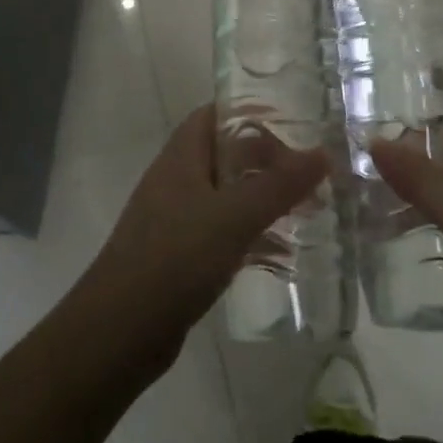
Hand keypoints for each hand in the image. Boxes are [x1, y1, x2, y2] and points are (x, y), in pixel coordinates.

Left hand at [77, 106, 328, 369]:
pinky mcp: (180, 255)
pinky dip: (251, 237)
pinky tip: (283, 257)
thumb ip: (280, 185)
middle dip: (268, 162)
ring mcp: (176, 218)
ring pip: (228, 196)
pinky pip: (223, 233)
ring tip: (309, 213)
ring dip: (264, 201)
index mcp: (182, 156)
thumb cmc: (175, 258)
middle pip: (227, 155)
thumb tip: (322, 153)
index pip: (216, 114)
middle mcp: (177, 179)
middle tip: (311, 175)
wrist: (120, 330)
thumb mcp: (234, 216)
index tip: (295, 125)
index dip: (252, 113)